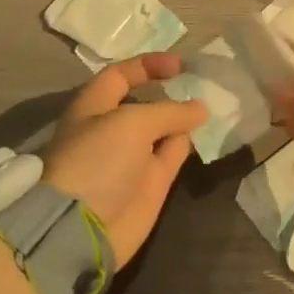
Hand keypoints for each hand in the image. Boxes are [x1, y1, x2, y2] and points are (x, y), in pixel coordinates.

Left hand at [43, 53, 206, 268]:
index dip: (148, 66)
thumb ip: (169, 111)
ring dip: (183, 116)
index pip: (121, 75)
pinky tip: (204, 131)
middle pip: (144, 102)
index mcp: (94, 106)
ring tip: (211, 102)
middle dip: (169, 92)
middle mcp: (112, 128)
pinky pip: (172, 154)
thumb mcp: (132, 123)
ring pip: (162, 128)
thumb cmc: (97, 160)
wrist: (82, 228)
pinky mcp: (150, 183)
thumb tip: (200, 108)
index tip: (179, 65)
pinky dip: (187, 142)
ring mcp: (132, 157)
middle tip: (200, 83)